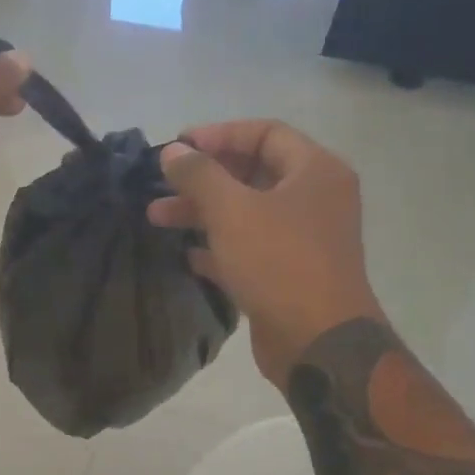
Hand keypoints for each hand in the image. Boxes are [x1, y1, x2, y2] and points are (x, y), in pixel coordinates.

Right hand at [146, 119, 380, 387]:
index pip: (265, 133)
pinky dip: (218, 247)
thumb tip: (173, 151)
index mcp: (315, 171)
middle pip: (252, 173)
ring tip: (156, 217)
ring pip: (246, 213)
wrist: (318, 342)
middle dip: (203, 178)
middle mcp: (314, 199)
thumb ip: (199, 175)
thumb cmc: (279, 263)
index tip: (178, 146)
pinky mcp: (289, 273)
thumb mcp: (232, 211)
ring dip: (202, 212)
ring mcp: (304, 239)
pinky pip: (249, 248)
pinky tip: (186, 254)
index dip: (219, 135)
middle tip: (161, 184)